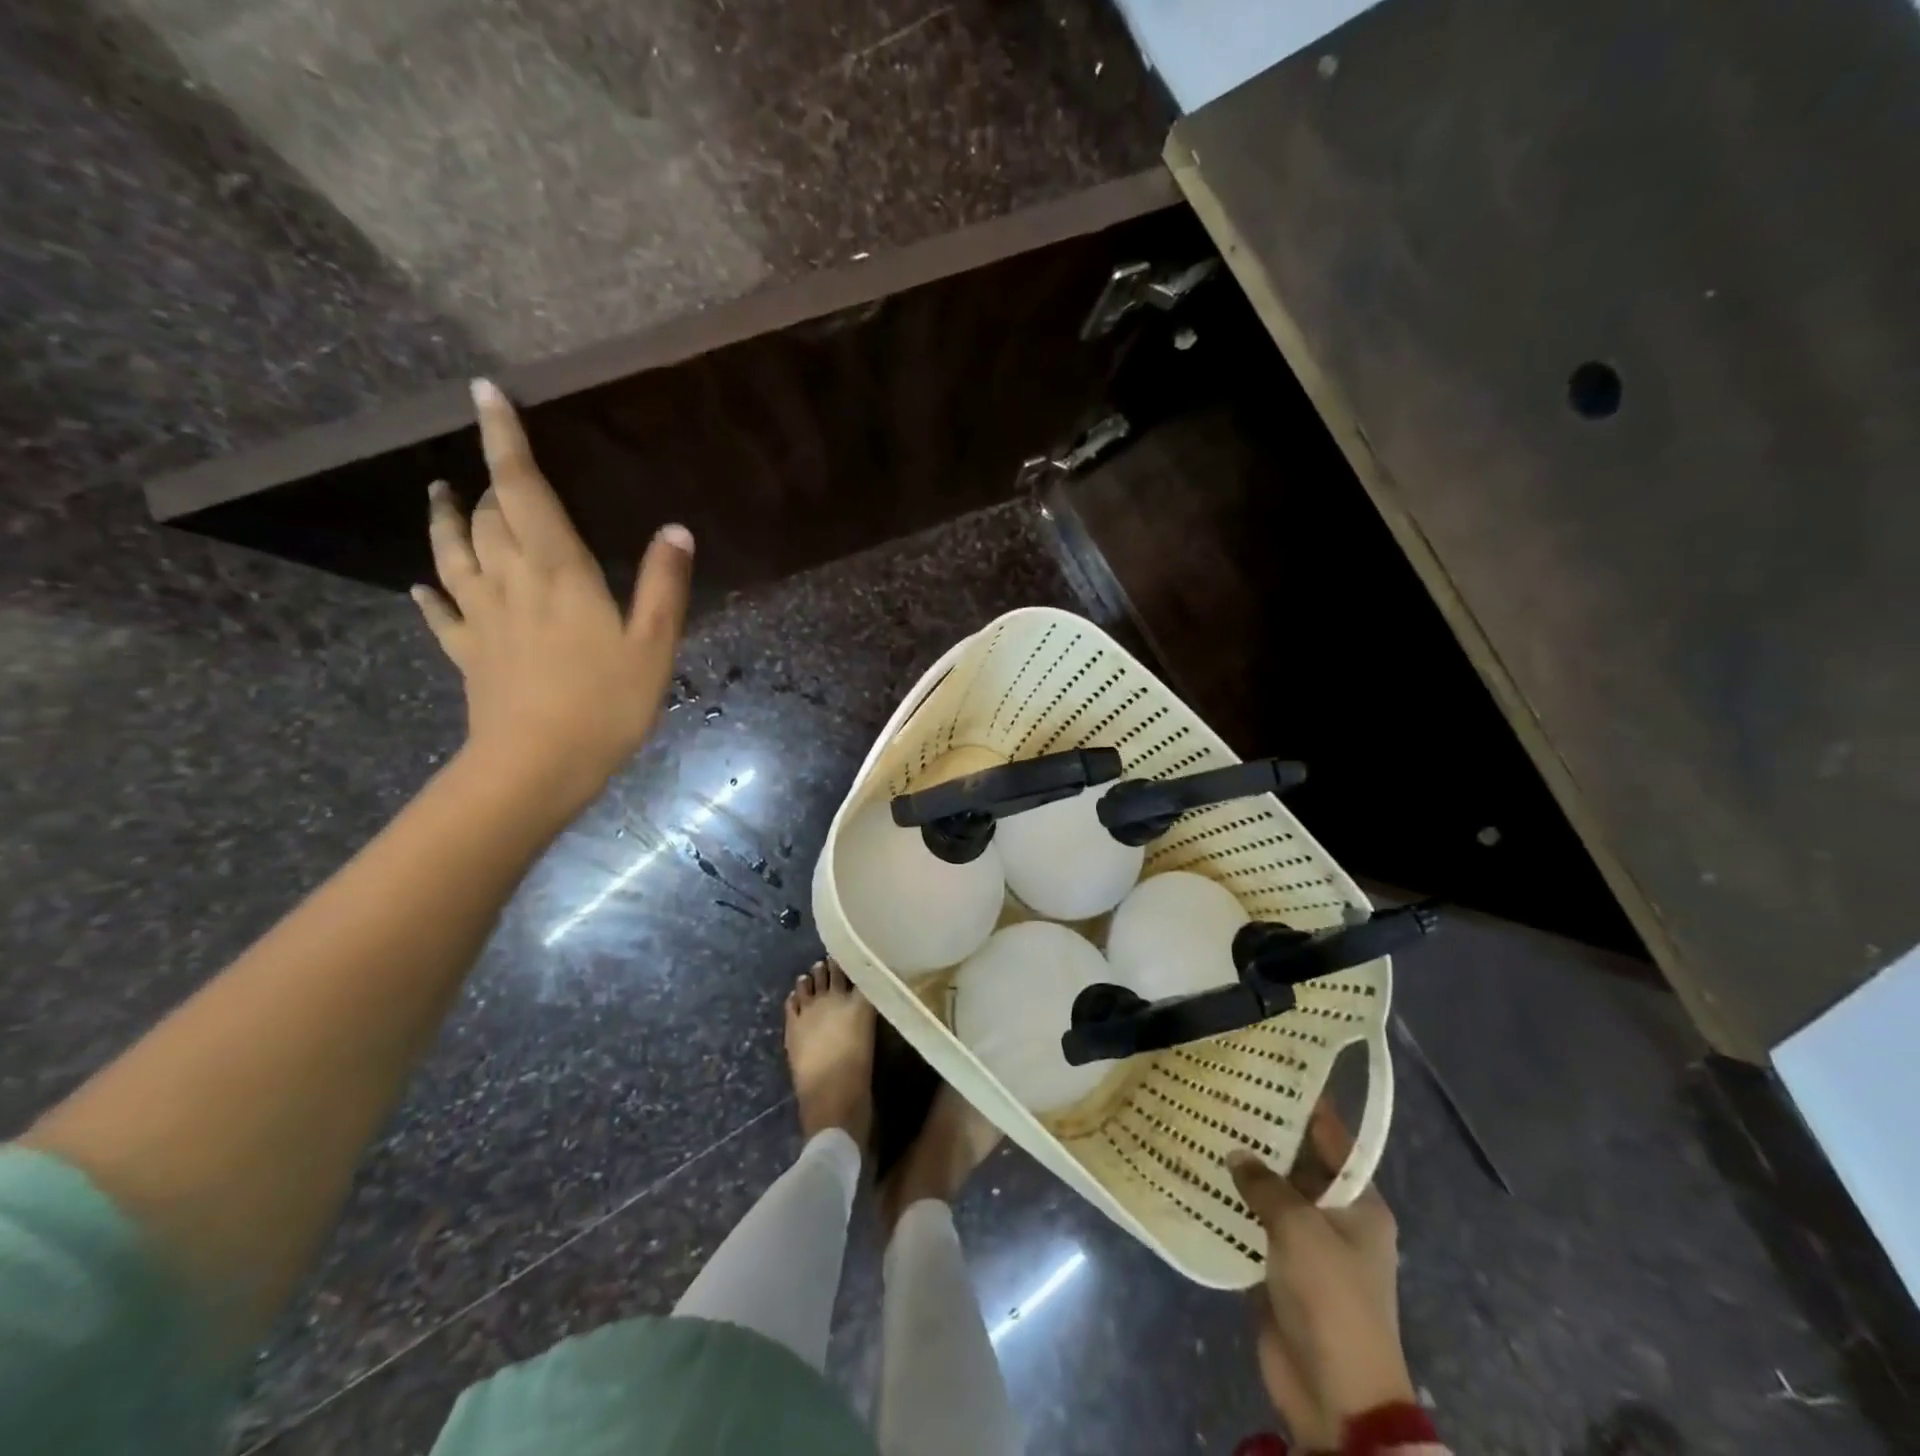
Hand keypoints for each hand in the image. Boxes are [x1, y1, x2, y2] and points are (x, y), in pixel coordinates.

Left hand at [412, 379, 693, 814]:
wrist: (537, 766)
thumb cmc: (605, 704)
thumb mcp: (653, 646)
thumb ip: (663, 585)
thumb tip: (675, 529)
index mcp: (557, 571)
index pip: (524, 490)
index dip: (505, 439)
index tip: (484, 392)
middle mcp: (510, 581)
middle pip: (489, 516)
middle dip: (492, 482)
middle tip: (502, 467)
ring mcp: (481, 618)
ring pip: (453, 553)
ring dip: (446, 519)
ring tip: (440, 494)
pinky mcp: (468, 653)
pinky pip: (441, 613)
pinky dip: (430, 593)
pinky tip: (422, 586)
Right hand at [1228, 1101, 1412, 1450]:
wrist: (1335, 1395)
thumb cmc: (1331, 1299)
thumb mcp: (1301, 1229)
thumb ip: (1267, 1185)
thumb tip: (1236, 1155)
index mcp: (1359, 1203)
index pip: (1332, 1138)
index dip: (1304, 1104)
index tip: (1268, 1067)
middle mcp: (1335, 1216)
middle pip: (1297, 1162)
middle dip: (1263, 1133)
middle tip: (1220, 1092)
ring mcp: (1306, 1244)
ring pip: (1270, 1192)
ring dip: (1241, 1169)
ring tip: (1200, 1125)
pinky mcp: (1278, 1268)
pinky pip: (1252, 1224)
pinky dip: (1229, 1204)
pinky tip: (1197, 1178)